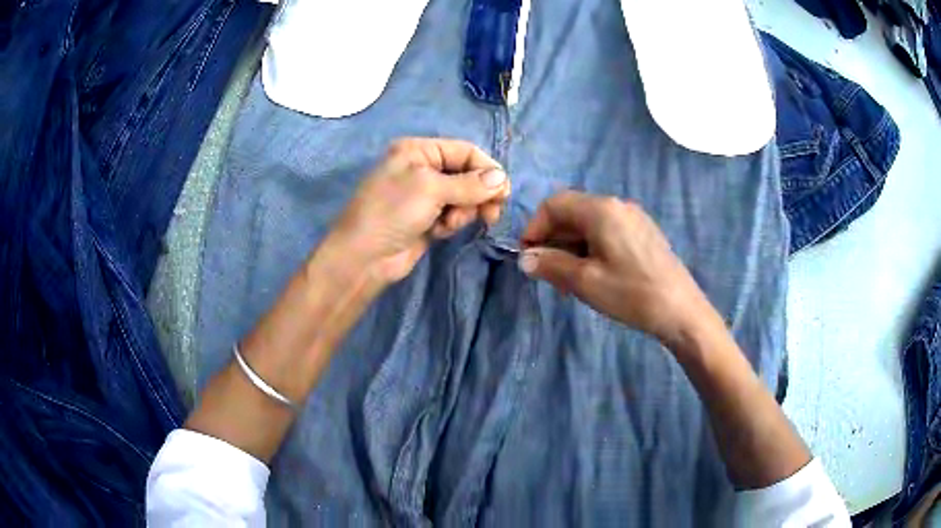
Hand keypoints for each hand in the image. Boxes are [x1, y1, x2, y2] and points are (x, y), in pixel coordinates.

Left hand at [322, 138, 509, 285]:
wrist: (365, 257)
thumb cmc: (393, 212)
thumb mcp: (431, 189)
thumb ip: (470, 184)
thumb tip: (503, 179)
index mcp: (418, 150)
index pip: (465, 151)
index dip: (487, 169)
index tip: (503, 192)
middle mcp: (422, 168)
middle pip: (467, 174)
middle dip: (478, 193)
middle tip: (491, 213)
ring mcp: (424, 195)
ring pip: (463, 197)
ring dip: (464, 211)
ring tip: (450, 223)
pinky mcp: (427, 219)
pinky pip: (453, 215)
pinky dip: (453, 222)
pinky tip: (440, 231)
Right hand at [519, 191, 713, 346]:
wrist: (681, 311)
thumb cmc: (631, 293)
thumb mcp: (585, 281)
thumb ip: (551, 264)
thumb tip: (525, 258)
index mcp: (601, 209)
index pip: (554, 204)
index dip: (535, 227)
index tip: (528, 257)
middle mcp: (617, 205)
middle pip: (572, 213)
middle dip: (553, 240)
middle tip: (547, 275)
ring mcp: (634, 219)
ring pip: (589, 225)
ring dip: (571, 248)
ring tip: (569, 281)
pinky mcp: (643, 234)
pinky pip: (607, 233)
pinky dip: (591, 249)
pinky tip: (593, 276)